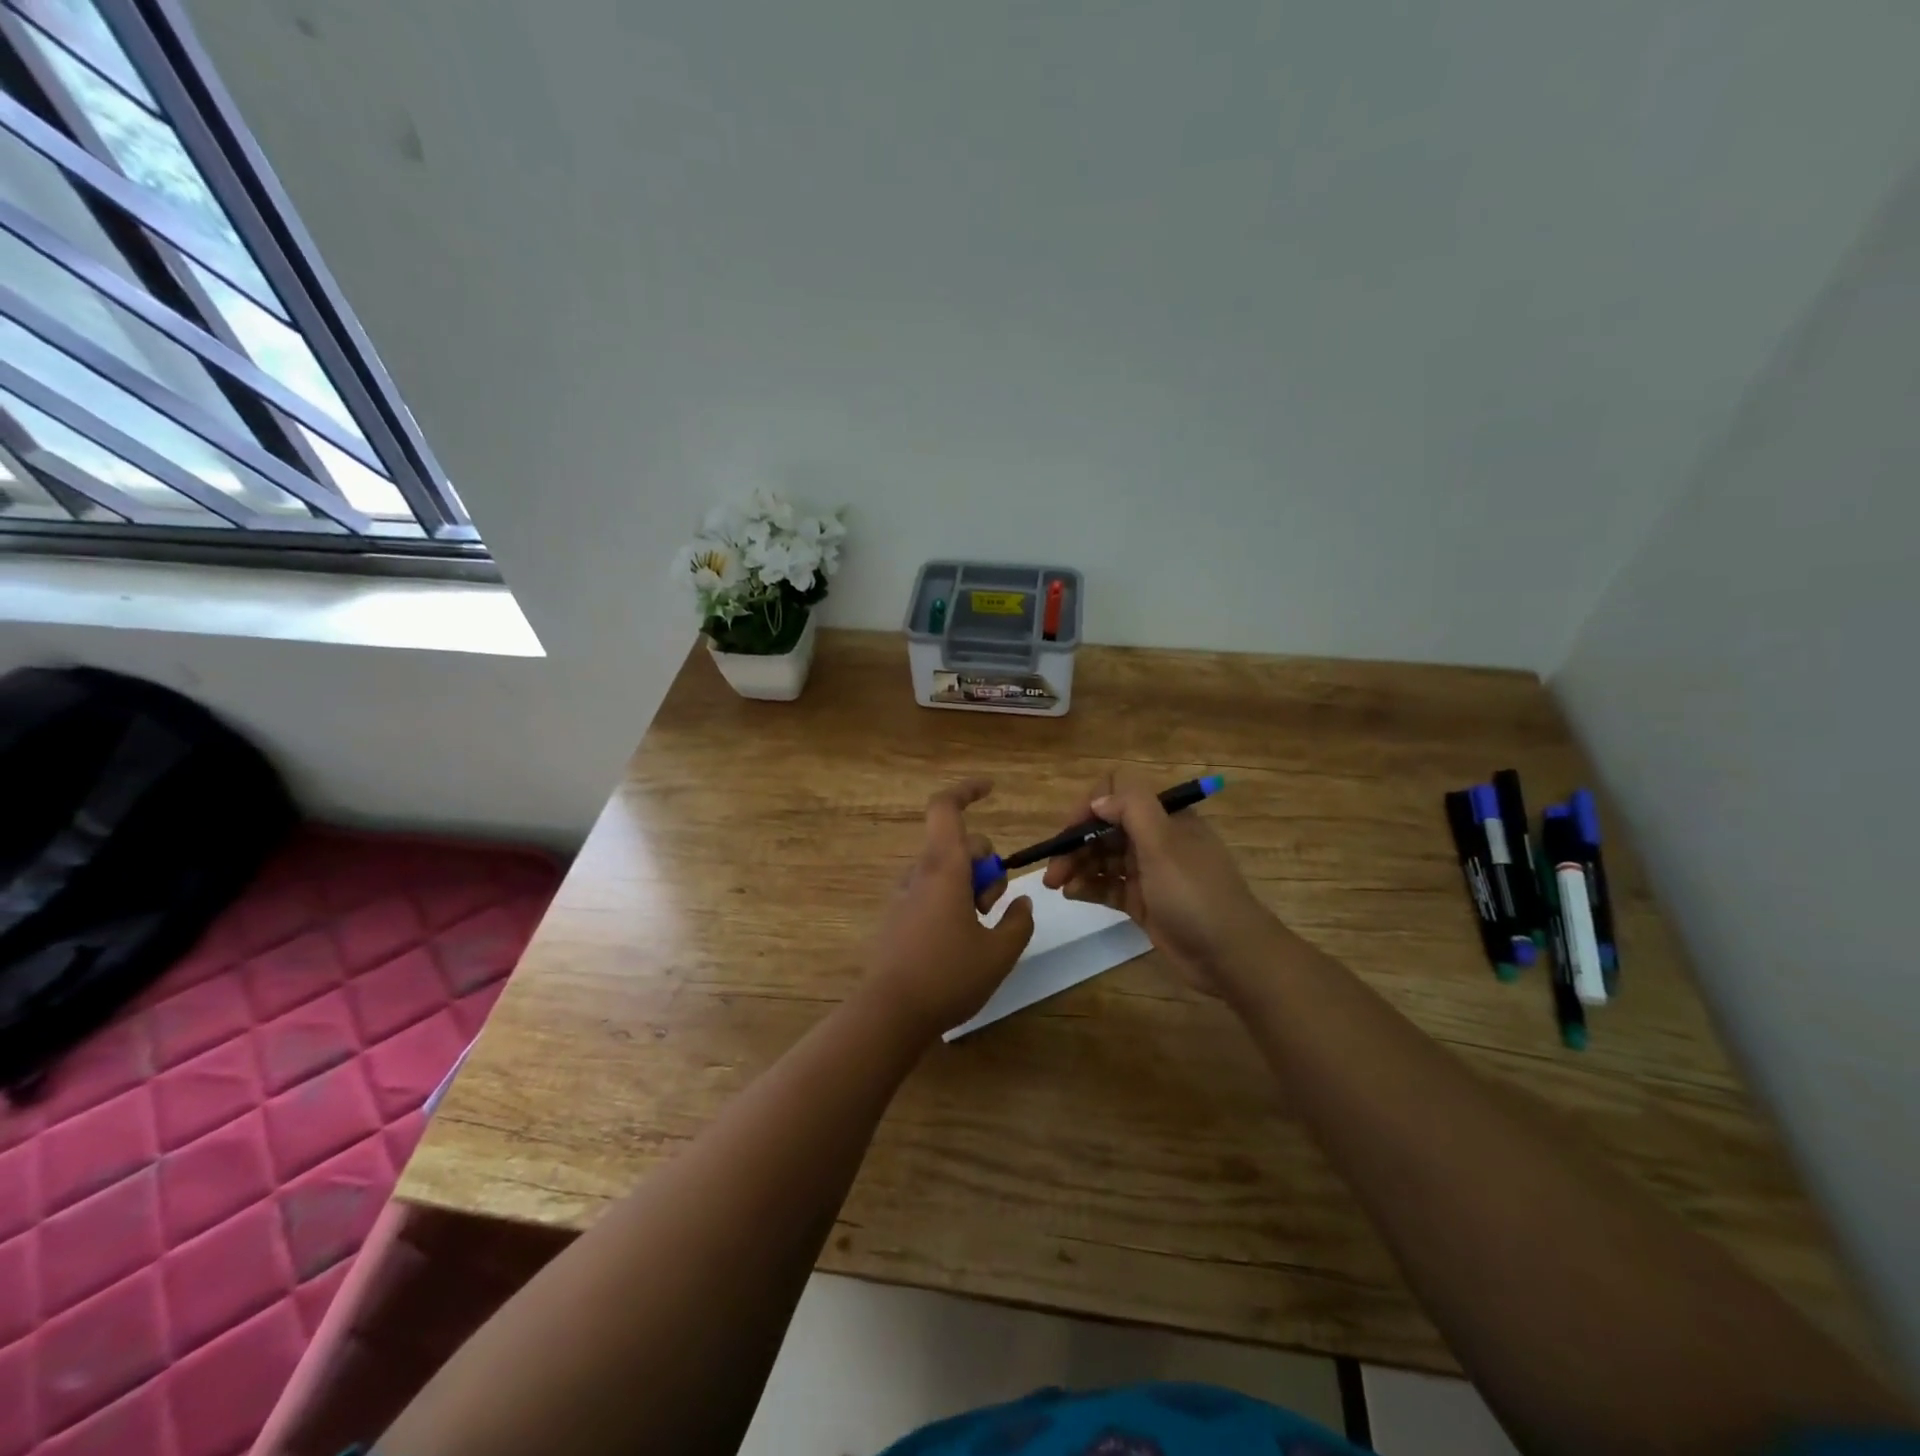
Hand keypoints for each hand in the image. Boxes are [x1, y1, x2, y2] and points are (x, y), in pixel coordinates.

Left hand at [863, 780, 1035, 1039]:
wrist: (889, 1014)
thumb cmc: (948, 976)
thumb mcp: (999, 953)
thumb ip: (1018, 922)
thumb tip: (1022, 902)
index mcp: (943, 869)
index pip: (945, 808)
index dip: (968, 790)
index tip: (992, 789)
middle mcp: (919, 874)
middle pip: (957, 845)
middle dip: (985, 864)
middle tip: (994, 905)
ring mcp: (903, 896)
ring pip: (945, 871)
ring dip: (970, 887)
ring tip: (979, 930)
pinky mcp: (896, 918)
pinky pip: (930, 892)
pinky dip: (951, 902)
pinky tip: (959, 942)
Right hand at [1041, 771, 1272, 993]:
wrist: (1230, 956)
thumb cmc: (1195, 894)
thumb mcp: (1164, 844)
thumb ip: (1131, 809)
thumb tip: (1098, 801)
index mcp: (1165, 817)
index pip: (1118, 793)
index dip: (1090, 807)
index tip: (1070, 831)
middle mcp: (1156, 839)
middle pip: (1105, 828)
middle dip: (1075, 842)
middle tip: (1052, 868)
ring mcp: (1149, 871)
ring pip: (1102, 857)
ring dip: (1077, 865)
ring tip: (1055, 884)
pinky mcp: (1143, 901)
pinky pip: (1108, 885)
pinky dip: (1088, 886)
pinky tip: (1071, 894)